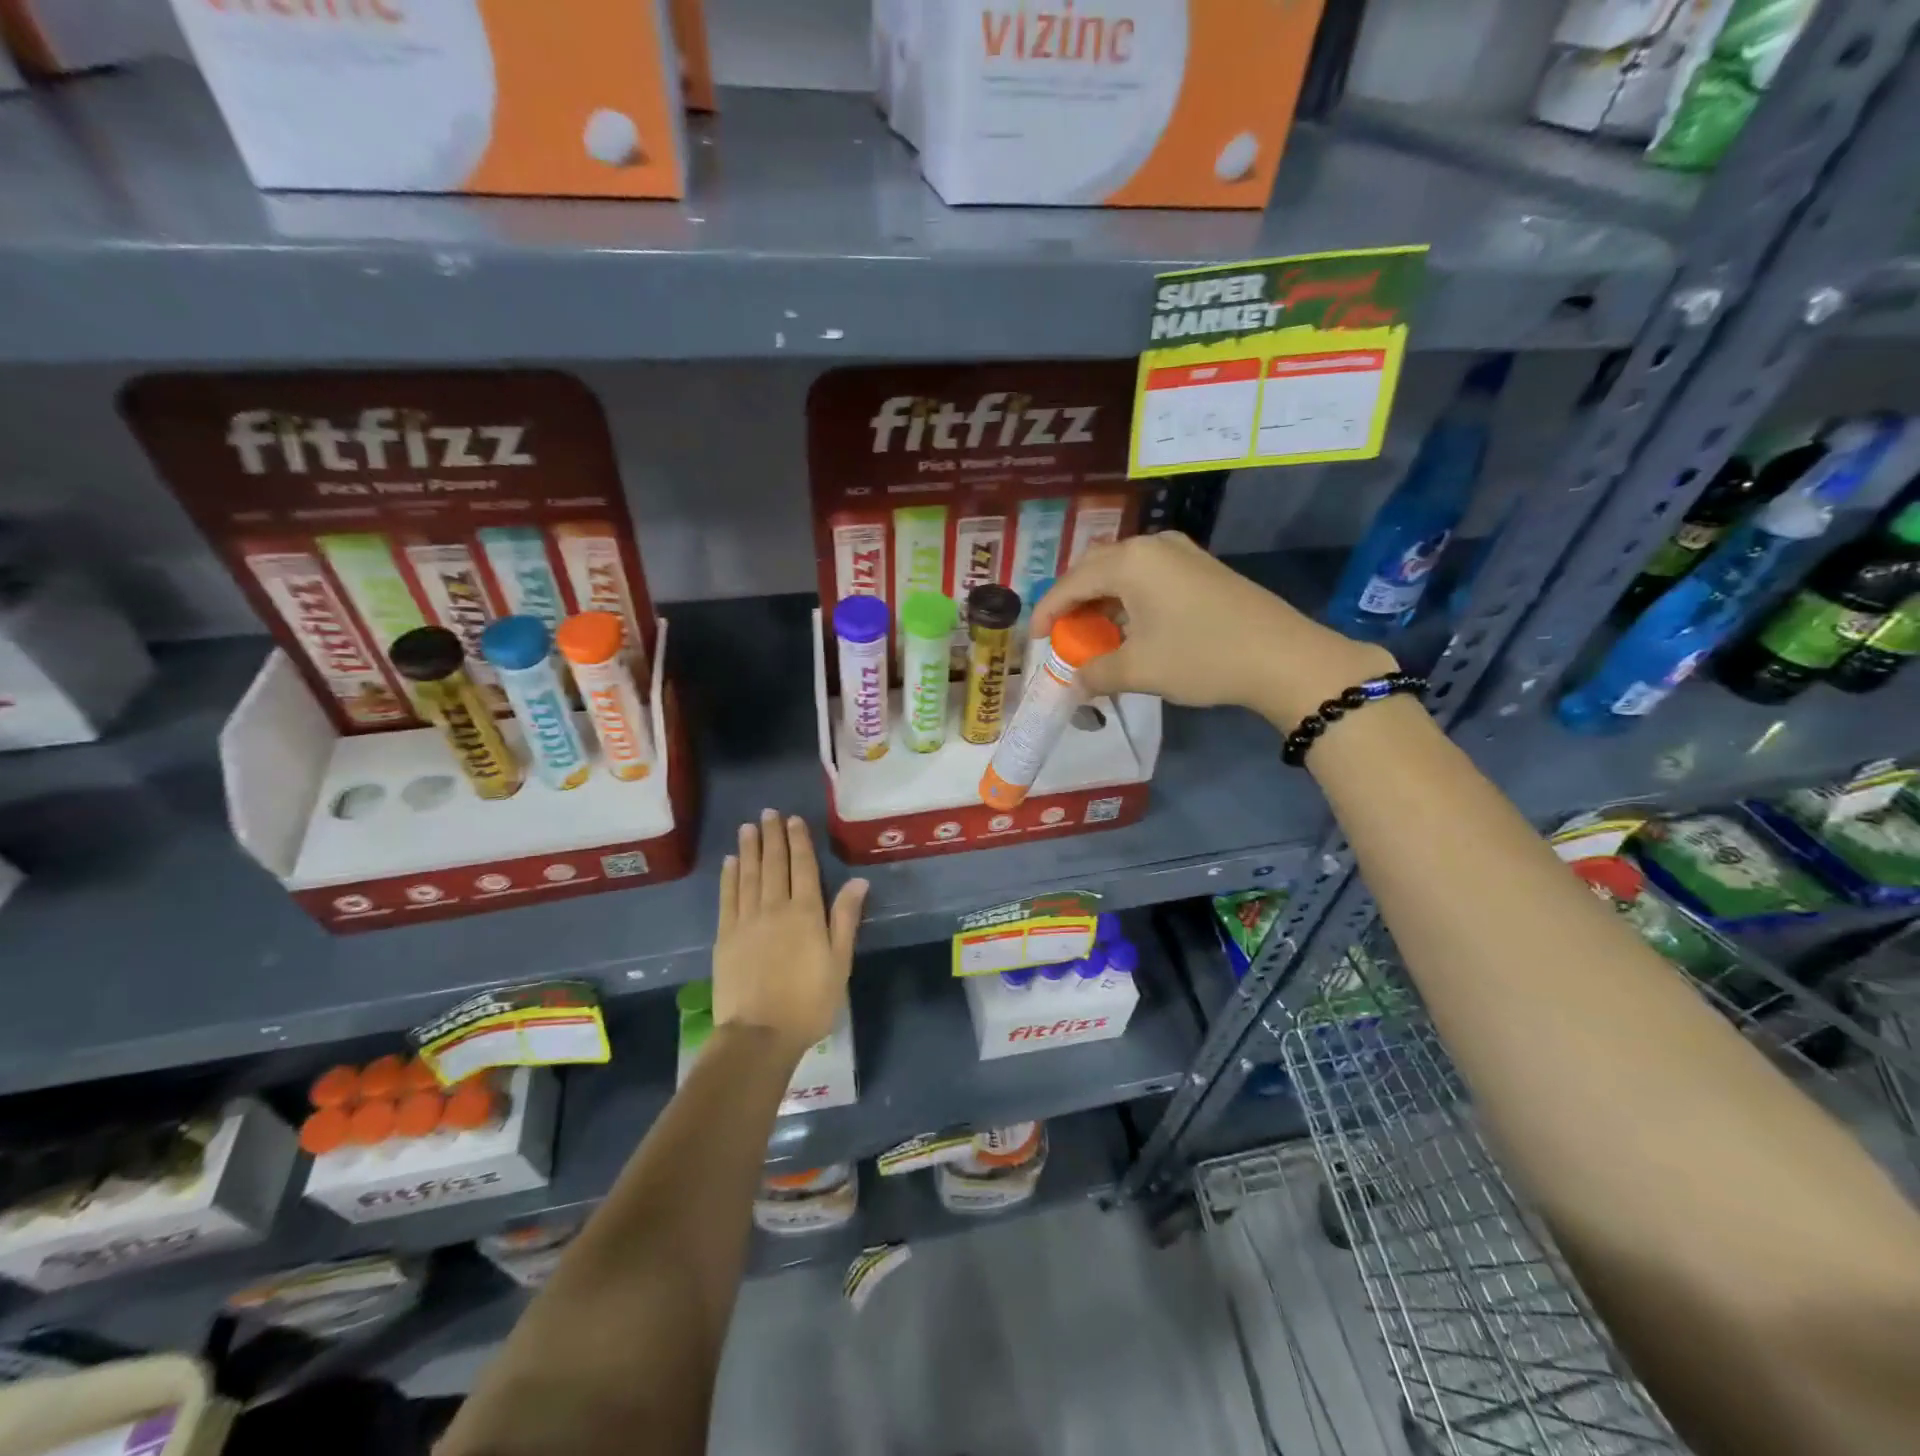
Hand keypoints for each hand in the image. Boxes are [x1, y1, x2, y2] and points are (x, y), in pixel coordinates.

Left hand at [712, 810, 867, 1058]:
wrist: (759, 1034)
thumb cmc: (809, 1002)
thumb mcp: (839, 963)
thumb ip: (845, 919)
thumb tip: (858, 881)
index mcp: (806, 913)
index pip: (803, 868)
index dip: (799, 841)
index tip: (793, 820)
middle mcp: (775, 908)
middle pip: (774, 865)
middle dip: (772, 837)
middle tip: (769, 813)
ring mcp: (746, 921)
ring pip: (749, 875)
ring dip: (749, 849)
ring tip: (748, 828)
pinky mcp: (726, 937)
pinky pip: (728, 898)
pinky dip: (729, 877)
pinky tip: (730, 862)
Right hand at [1031, 532, 1396, 727]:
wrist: (1283, 658)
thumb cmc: (1201, 657)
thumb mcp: (1139, 670)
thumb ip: (1096, 672)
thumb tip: (1076, 681)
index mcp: (1130, 561)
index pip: (1071, 583)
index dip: (1047, 611)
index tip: (1034, 639)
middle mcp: (1152, 545)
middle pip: (1095, 568)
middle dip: (1074, 601)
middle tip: (1063, 633)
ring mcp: (1181, 552)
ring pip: (1124, 571)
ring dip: (1103, 601)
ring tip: (1095, 634)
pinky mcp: (1202, 567)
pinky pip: (1150, 576)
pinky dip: (1130, 599)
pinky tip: (1132, 627)